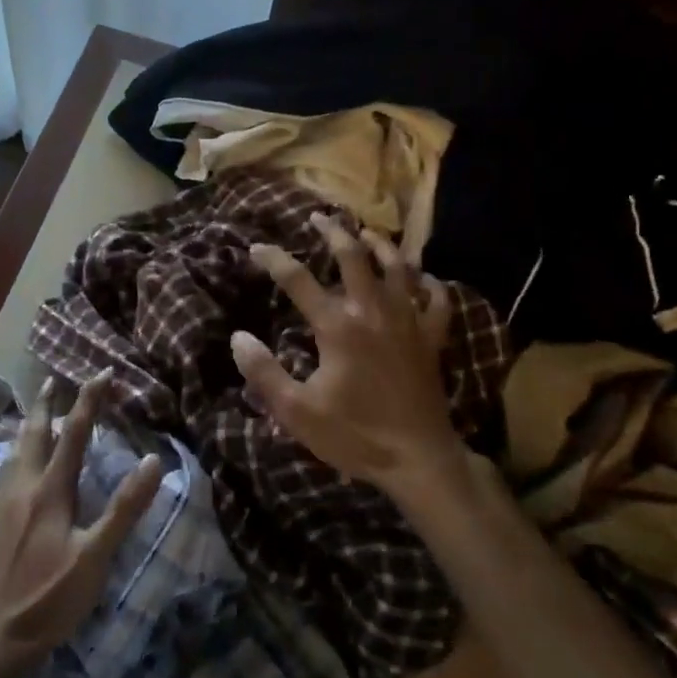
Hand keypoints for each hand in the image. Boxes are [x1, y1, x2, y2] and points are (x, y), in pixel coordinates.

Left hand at [0, 373, 164, 676]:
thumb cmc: (53, 597)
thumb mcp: (96, 556)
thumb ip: (125, 508)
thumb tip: (154, 460)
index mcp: (51, 490)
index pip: (75, 434)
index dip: (90, 401)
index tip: (103, 373)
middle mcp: (23, 488)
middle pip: (34, 434)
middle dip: (46, 404)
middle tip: (53, 380)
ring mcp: (2, 505)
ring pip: (13, 453)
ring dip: (26, 428)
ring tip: (32, 414)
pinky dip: (1, 463)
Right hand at [232, 215, 471, 511]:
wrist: (418, 459)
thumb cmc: (355, 435)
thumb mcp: (297, 411)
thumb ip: (264, 372)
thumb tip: (239, 337)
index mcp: (337, 326)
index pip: (298, 280)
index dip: (274, 259)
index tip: (257, 247)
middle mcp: (373, 312)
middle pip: (354, 256)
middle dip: (333, 232)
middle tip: (318, 218)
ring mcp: (408, 322)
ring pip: (398, 267)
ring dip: (381, 245)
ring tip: (366, 233)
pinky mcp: (432, 339)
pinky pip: (437, 300)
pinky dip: (430, 284)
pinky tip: (422, 279)